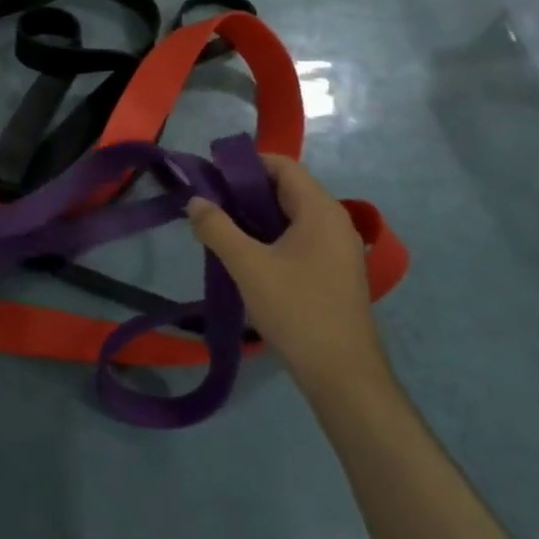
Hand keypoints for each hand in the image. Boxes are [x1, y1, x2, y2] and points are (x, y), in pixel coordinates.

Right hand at [187, 155, 388, 394]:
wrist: (343, 374)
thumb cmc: (297, 310)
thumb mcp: (248, 266)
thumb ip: (217, 228)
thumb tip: (195, 201)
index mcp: (321, 211)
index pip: (283, 166)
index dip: (246, 164)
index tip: (211, 175)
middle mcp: (335, 223)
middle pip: (287, 189)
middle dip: (246, 191)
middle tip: (209, 204)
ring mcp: (338, 250)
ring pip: (291, 217)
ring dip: (256, 217)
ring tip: (220, 229)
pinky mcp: (334, 273)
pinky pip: (299, 239)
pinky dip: (271, 237)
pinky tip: (246, 256)